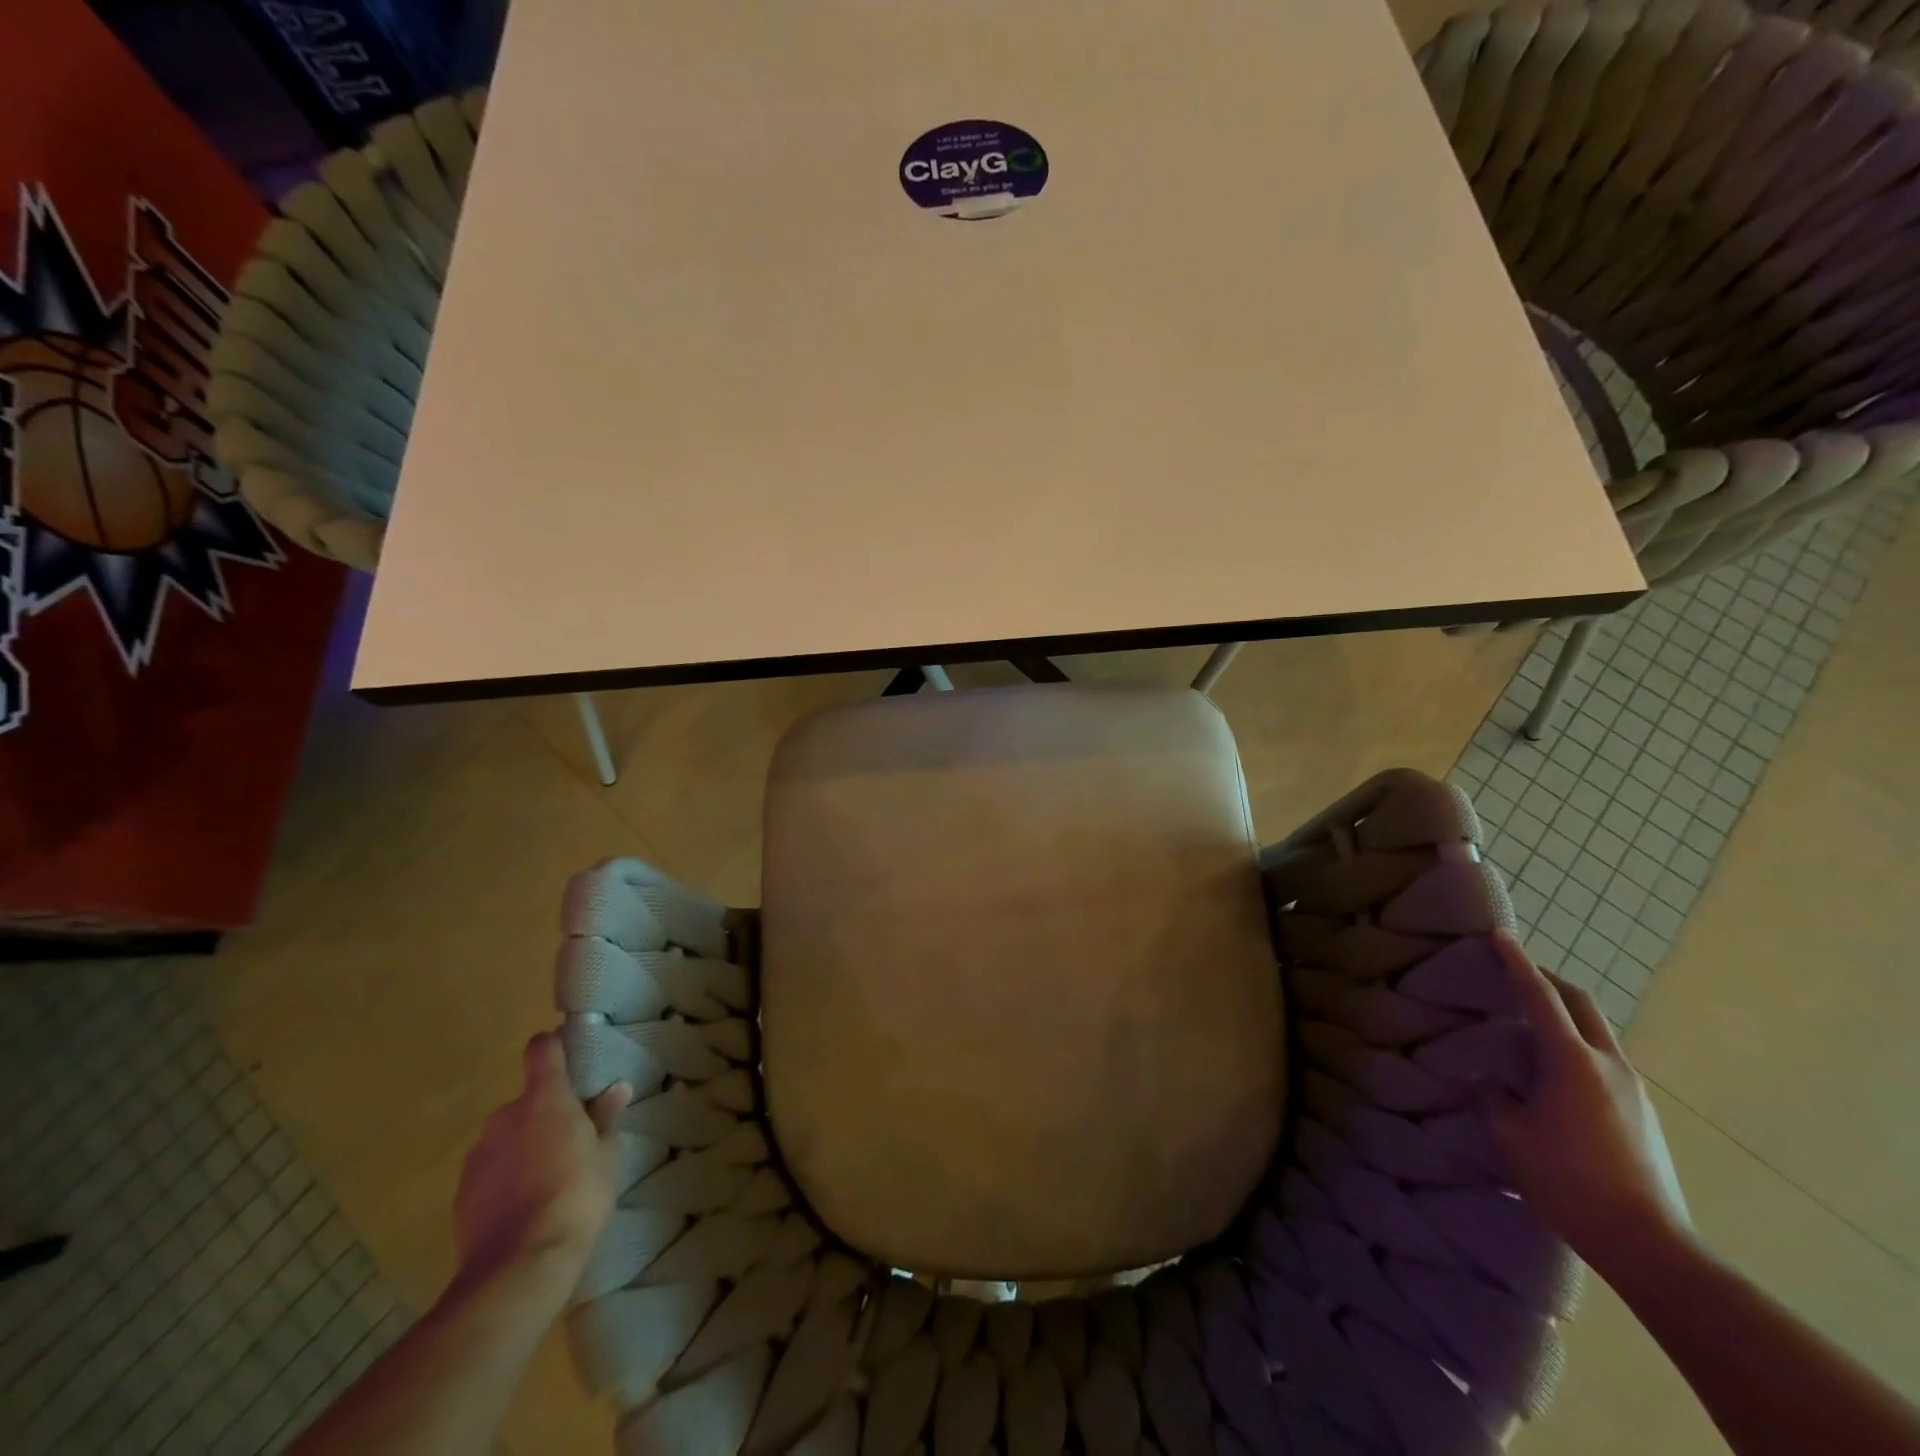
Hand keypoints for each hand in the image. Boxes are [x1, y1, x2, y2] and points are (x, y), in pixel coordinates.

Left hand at [452, 1032, 630, 1291]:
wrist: (518, 1267)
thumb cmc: (577, 1196)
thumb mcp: (607, 1154)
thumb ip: (606, 1117)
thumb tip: (616, 1088)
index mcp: (545, 1098)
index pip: (542, 1050)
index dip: (552, 1047)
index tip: (566, 1056)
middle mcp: (505, 1117)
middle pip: (526, 1101)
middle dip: (544, 1114)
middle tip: (569, 1141)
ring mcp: (478, 1155)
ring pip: (506, 1138)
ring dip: (523, 1147)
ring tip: (546, 1180)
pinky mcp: (461, 1193)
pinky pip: (490, 1171)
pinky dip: (504, 1179)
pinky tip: (523, 1206)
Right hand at [1483, 932, 1690, 1274]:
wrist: (1651, 1246)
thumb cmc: (1568, 1182)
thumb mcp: (1511, 1134)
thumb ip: (1495, 1095)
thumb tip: (1494, 1081)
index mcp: (1571, 1061)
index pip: (1539, 997)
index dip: (1516, 963)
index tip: (1500, 936)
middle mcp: (1609, 1064)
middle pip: (1580, 1003)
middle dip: (1548, 980)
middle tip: (1516, 973)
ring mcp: (1633, 1090)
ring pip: (1596, 1031)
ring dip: (1564, 1015)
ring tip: (1529, 1025)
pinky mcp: (1642, 1114)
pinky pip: (1604, 1060)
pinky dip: (1576, 1046)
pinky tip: (1554, 1073)